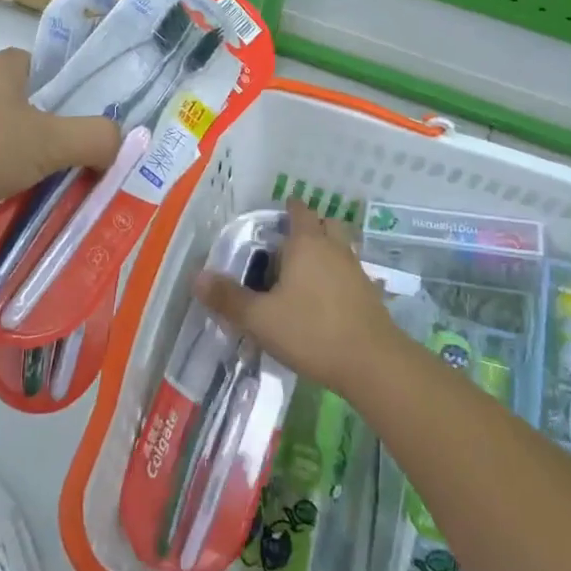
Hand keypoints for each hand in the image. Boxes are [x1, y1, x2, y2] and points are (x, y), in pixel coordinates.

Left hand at [0, 49, 121, 237]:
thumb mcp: (47, 138)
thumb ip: (93, 138)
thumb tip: (120, 144)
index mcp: (6, 69)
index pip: (55, 74)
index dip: (82, 100)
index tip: (102, 133)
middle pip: (35, 119)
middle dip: (59, 150)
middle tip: (89, 180)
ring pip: (8, 154)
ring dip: (29, 179)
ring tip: (58, 208)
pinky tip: (15, 221)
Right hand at [194, 202, 404, 399]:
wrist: (373, 363)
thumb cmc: (312, 331)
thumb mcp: (260, 318)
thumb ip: (228, 298)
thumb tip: (197, 277)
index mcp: (307, 244)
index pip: (299, 211)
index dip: (289, 207)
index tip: (278, 211)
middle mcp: (334, 249)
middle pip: (326, 224)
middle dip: (310, 226)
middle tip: (288, 241)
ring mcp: (356, 271)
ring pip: (341, 248)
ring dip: (326, 251)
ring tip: (304, 270)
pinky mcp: (370, 295)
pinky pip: (349, 273)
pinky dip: (337, 276)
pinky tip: (324, 298)